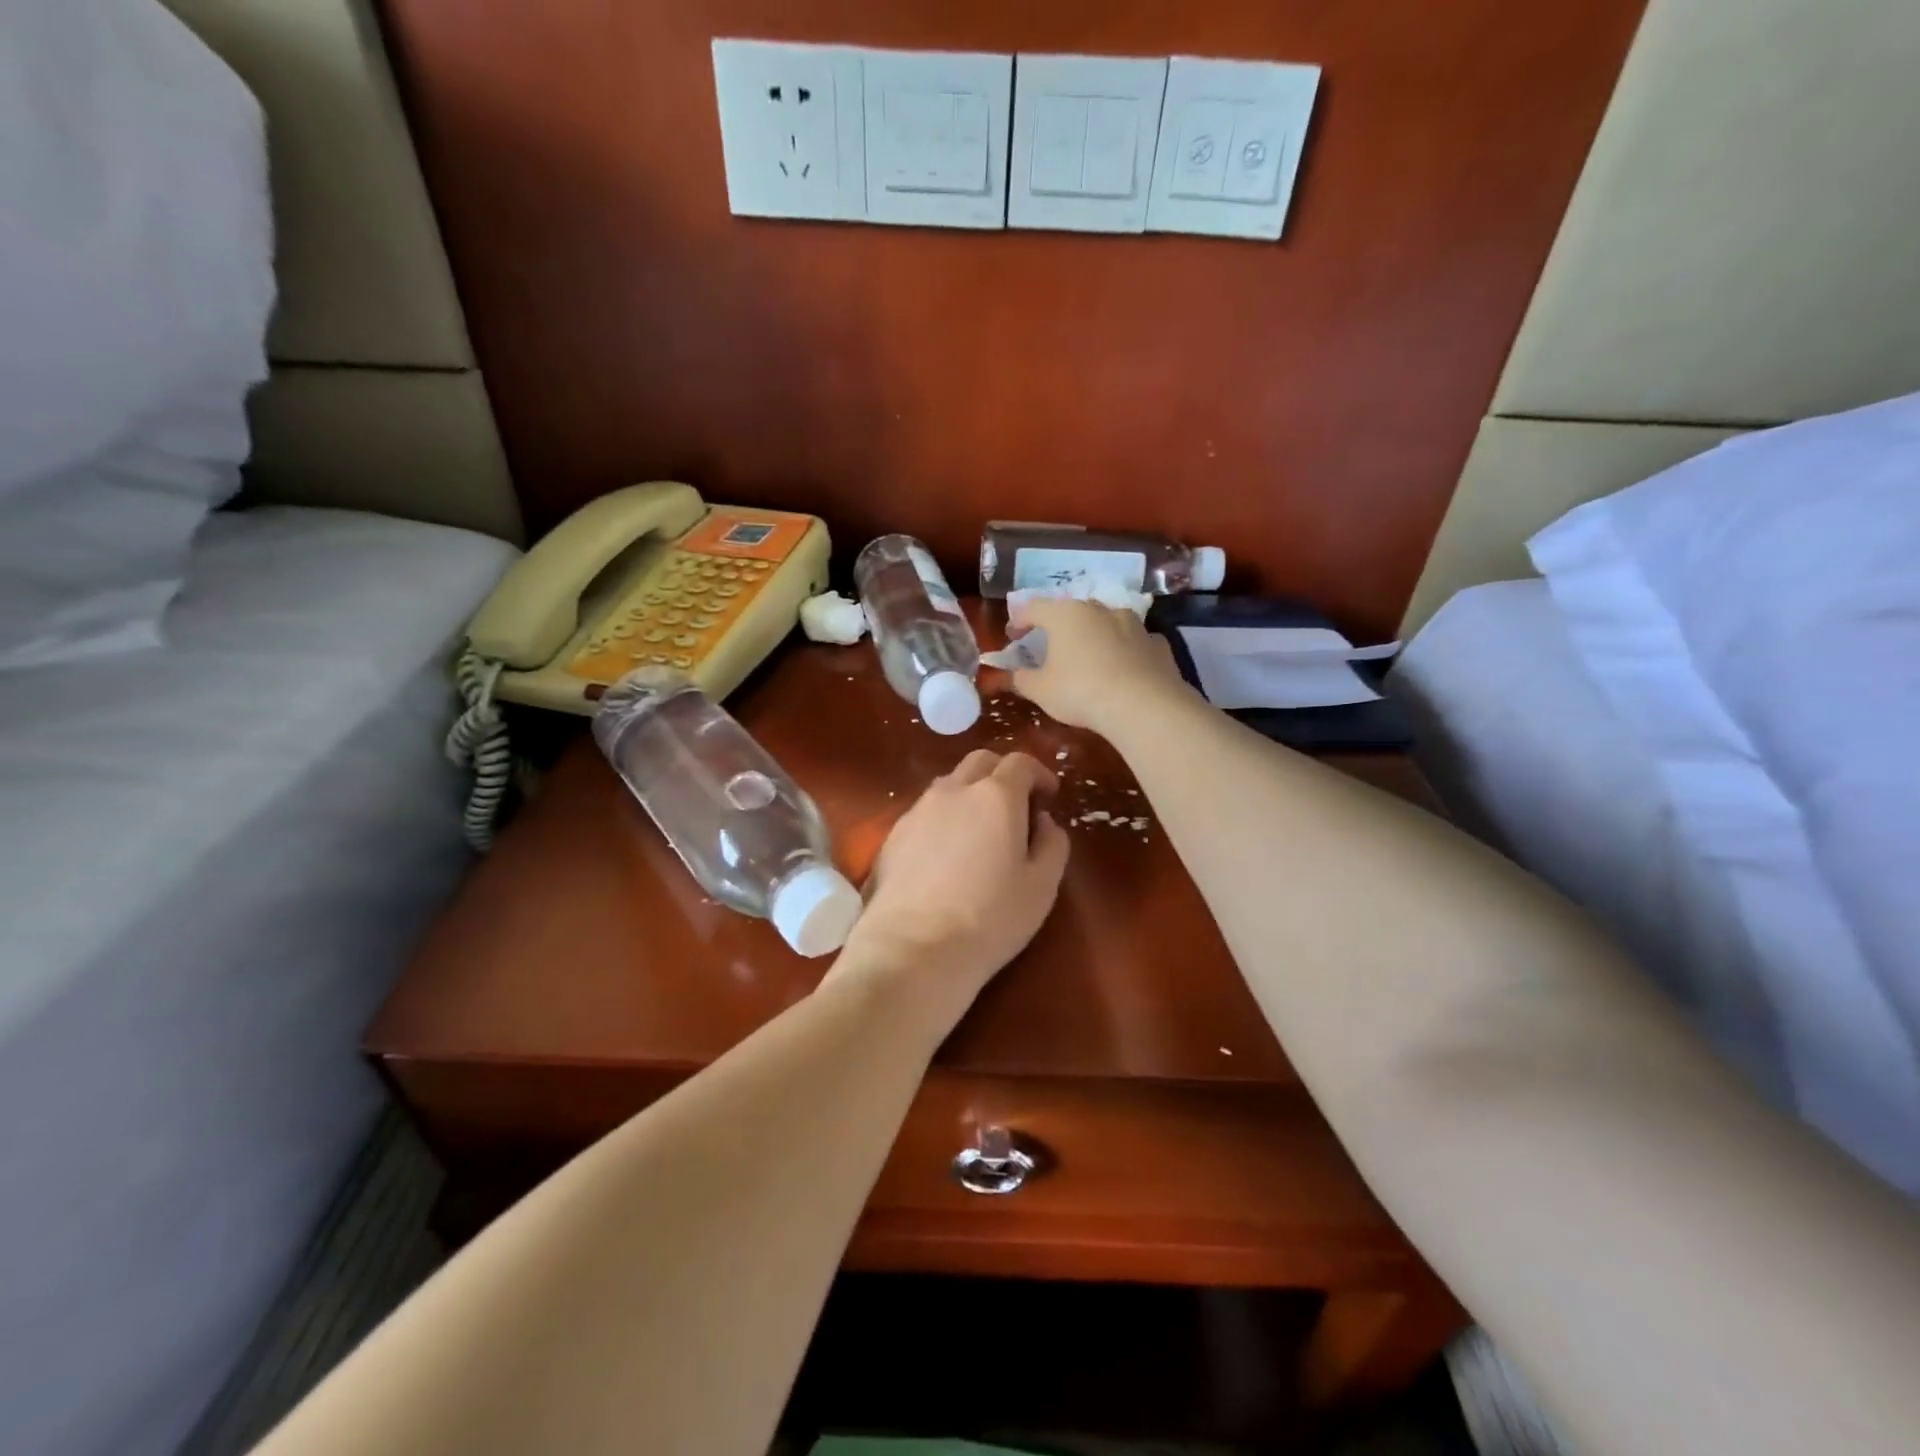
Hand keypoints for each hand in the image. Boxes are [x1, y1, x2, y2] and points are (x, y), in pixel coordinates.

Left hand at [835, 751, 1069, 1008]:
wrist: (912, 949)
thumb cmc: (990, 918)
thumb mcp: (1042, 886)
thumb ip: (1052, 843)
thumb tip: (1043, 821)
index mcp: (995, 796)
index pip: (1020, 762)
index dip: (1039, 774)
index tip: (1048, 797)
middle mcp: (953, 791)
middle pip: (980, 762)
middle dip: (1003, 775)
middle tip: (1017, 808)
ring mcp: (917, 810)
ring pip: (949, 785)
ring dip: (971, 795)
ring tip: (981, 832)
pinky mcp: (893, 835)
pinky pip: (925, 812)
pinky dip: (944, 818)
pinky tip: (948, 854)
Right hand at [1008, 597, 1186, 734]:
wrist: (1143, 706)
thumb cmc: (1080, 692)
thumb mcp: (1041, 691)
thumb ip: (1022, 679)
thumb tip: (1014, 674)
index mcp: (1065, 614)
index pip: (1034, 608)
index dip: (1019, 620)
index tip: (1013, 636)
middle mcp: (1100, 609)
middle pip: (1072, 611)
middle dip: (1059, 627)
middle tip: (1050, 646)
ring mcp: (1133, 623)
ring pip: (1106, 623)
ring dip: (1094, 635)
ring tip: (1089, 657)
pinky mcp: (1157, 642)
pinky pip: (1133, 642)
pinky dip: (1124, 650)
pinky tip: (1122, 669)